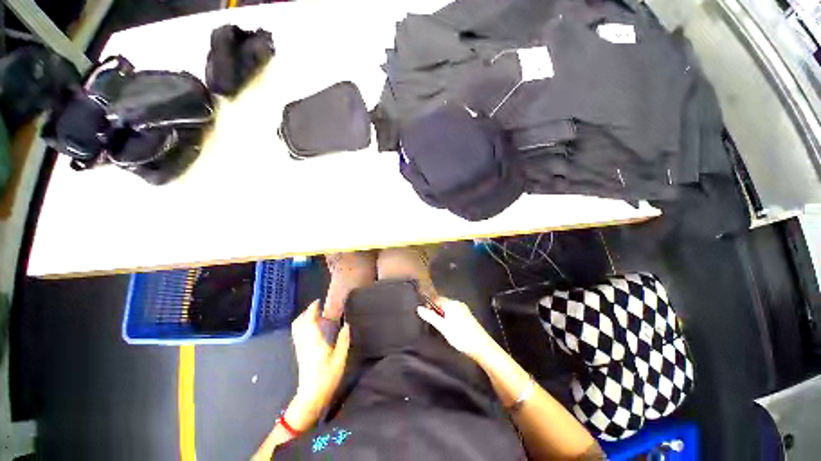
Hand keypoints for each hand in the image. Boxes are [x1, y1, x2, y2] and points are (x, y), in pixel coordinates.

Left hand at [288, 300, 349, 430]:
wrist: (311, 396)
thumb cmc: (327, 376)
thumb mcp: (340, 357)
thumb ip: (344, 340)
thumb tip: (346, 325)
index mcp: (314, 340)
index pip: (309, 319)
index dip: (312, 308)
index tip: (318, 301)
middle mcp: (304, 341)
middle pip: (299, 322)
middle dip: (306, 312)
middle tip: (317, 308)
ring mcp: (300, 347)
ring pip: (296, 328)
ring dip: (303, 319)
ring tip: (314, 316)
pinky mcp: (299, 353)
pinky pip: (297, 334)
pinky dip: (302, 326)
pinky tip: (311, 329)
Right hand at [416, 297, 495, 361]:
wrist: (481, 347)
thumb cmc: (461, 336)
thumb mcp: (443, 327)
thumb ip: (431, 317)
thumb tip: (419, 308)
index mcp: (452, 304)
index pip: (436, 299)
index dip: (429, 306)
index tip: (425, 315)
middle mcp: (458, 304)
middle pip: (442, 303)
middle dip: (436, 311)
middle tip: (434, 324)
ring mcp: (464, 310)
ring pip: (448, 309)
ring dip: (443, 316)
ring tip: (442, 328)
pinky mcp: (467, 316)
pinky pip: (454, 313)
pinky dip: (449, 318)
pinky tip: (451, 329)